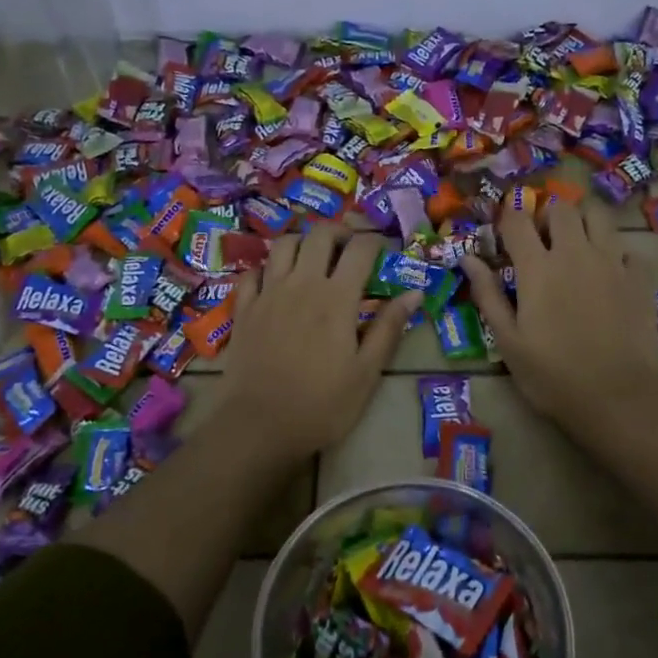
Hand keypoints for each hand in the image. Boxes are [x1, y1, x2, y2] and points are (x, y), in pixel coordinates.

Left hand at [218, 226, 419, 460]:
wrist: (259, 426)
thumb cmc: (322, 404)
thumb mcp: (367, 372)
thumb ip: (389, 328)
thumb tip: (414, 293)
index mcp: (336, 298)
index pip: (360, 249)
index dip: (376, 241)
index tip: (385, 250)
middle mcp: (301, 284)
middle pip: (319, 235)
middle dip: (340, 232)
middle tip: (351, 248)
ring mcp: (268, 293)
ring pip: (283, 244)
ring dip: (303, 242)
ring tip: (314, 258)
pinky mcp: (244, 309)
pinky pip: (253, 272)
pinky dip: (268, 268)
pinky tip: (276, 282)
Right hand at [463, 201, 657, 443]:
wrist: (616, 396)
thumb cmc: (551, 375)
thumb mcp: (508, 341)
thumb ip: (488, 295)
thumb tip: (468, 259)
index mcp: (537, 268)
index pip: (517, 220)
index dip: (508, 218)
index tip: (505, 232)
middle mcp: (575, 253)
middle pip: (562, 208)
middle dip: (548, 216)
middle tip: (543, 240)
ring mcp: (612, 262)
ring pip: (599, 215)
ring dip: (583, 221)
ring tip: (577, 244)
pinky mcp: (640, 278)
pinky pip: (627, 248)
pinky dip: (615, 252)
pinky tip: (609, 273)